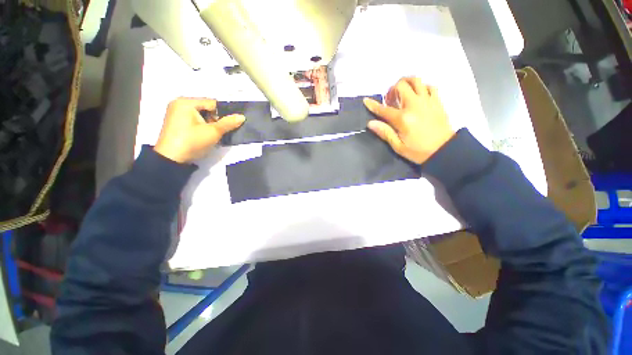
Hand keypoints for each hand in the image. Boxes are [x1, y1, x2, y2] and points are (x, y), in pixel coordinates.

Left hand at [154, 98, 244, 162]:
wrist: (172, 159)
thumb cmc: (192, 142)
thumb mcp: (213, 132)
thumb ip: (228, 123)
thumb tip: (242, 116)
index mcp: (186, 102)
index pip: (212, 103)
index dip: (223, 114)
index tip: (230, 125)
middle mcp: (179, 104)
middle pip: (206, 108)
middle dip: (216, 119)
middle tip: (220, 131)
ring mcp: (176, 113)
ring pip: (201, 115)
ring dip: (210, 124)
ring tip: (214, 134)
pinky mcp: (176, 122)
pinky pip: (194, 120)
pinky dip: (202, 126)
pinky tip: (205, 135)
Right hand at [363, 77, 454, 164]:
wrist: (444, 150)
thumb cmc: (418, 151)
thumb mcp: (398, 146)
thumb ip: (385, 132)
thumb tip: (370, 123)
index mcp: (402, 119)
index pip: (383, 109)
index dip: (373, 105)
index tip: (366, 100)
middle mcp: (414, 105)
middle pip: (401, 85)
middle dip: (392, 90)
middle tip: (390, 100)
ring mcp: (427, 101)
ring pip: (416, 80)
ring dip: (406, 83)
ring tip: (403, 93)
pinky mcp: (437, 101)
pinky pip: (429, 85)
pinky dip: (421, 87)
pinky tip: (418, 95)